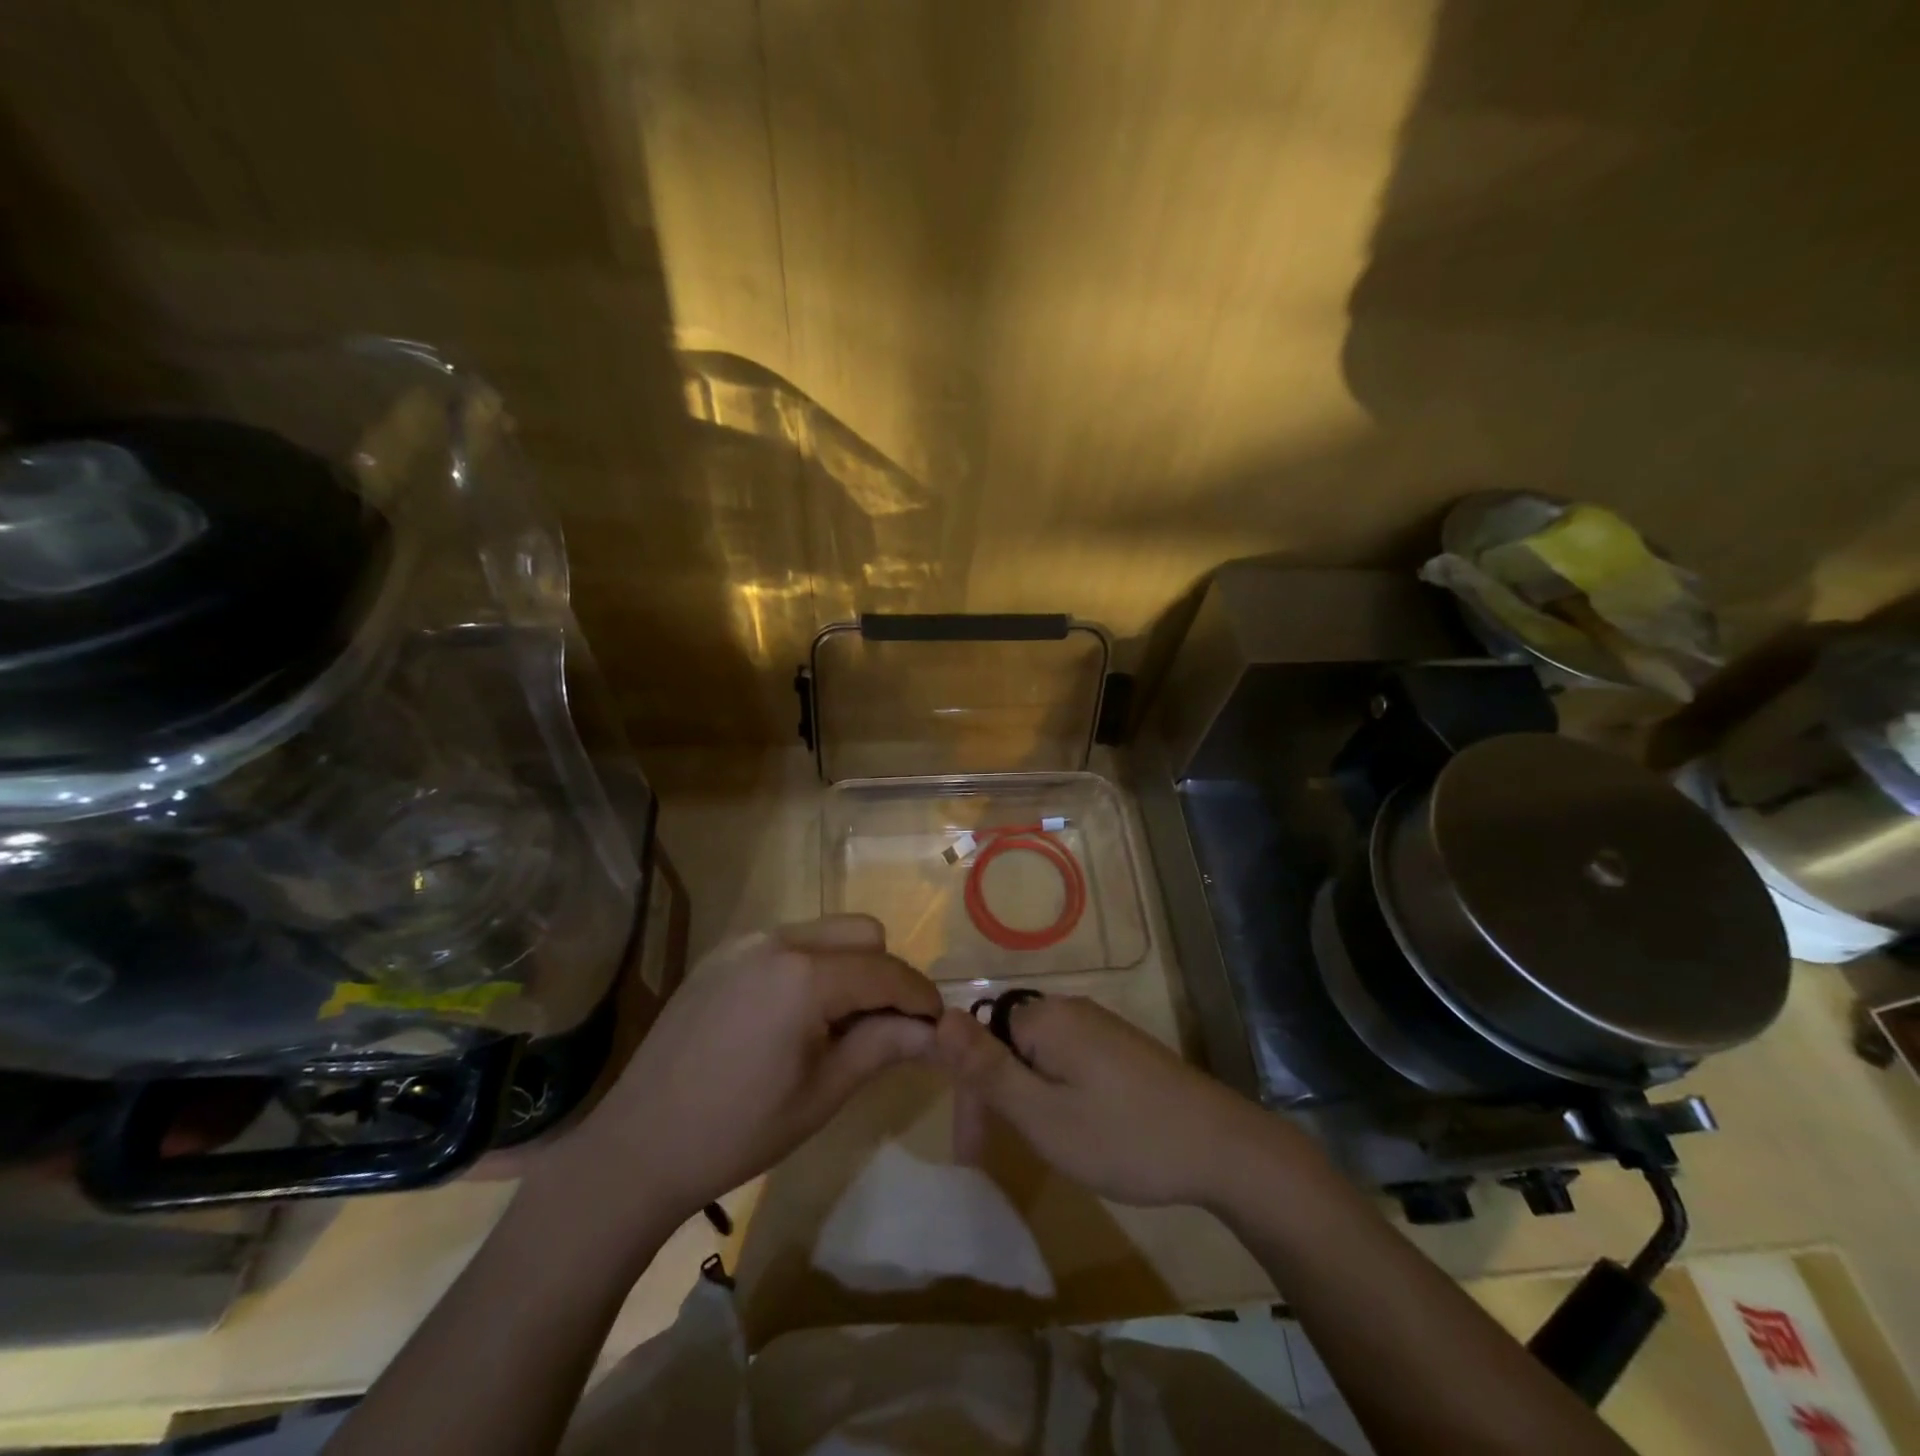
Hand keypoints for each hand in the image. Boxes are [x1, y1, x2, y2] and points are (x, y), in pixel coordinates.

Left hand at [550, 915, 940, 1232]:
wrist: (637, 1147)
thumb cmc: (739, 1131)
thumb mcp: (824, 1092)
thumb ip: (885, 1046)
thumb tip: (938, 1030)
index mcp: (805, 976)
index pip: (887, 971)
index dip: (920, 996)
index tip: (938, 1024)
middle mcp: (778, 941)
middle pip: (862, 933)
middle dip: (885, 972)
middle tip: (885, 1025)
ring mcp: (744, 942)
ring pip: (825, 932)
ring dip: (848, 966)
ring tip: (839, 1022)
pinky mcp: (722, 954)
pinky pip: (788, 942)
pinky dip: (810, 966)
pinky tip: (794, 1016)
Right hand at [928, 995, 1279, 1207]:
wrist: (1222, 1148)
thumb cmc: (1122, 1136)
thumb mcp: (1042, 1115)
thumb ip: (987, 1069)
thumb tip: (940, 1015)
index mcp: (1045, 1018)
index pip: (980, 1039)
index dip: (969, 1093)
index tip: (972, 1151)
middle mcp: (1070, 1009)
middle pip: (1008, 1046)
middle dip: (995, 1098)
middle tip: (994, 1158)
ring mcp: (1100, 1027)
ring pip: (1038, 1057)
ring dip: (1024, 1099)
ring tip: (1039, 1148)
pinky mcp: (1121, 1048)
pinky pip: (1068, 1061)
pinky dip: (1055, 1094)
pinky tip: (1075, 1129)